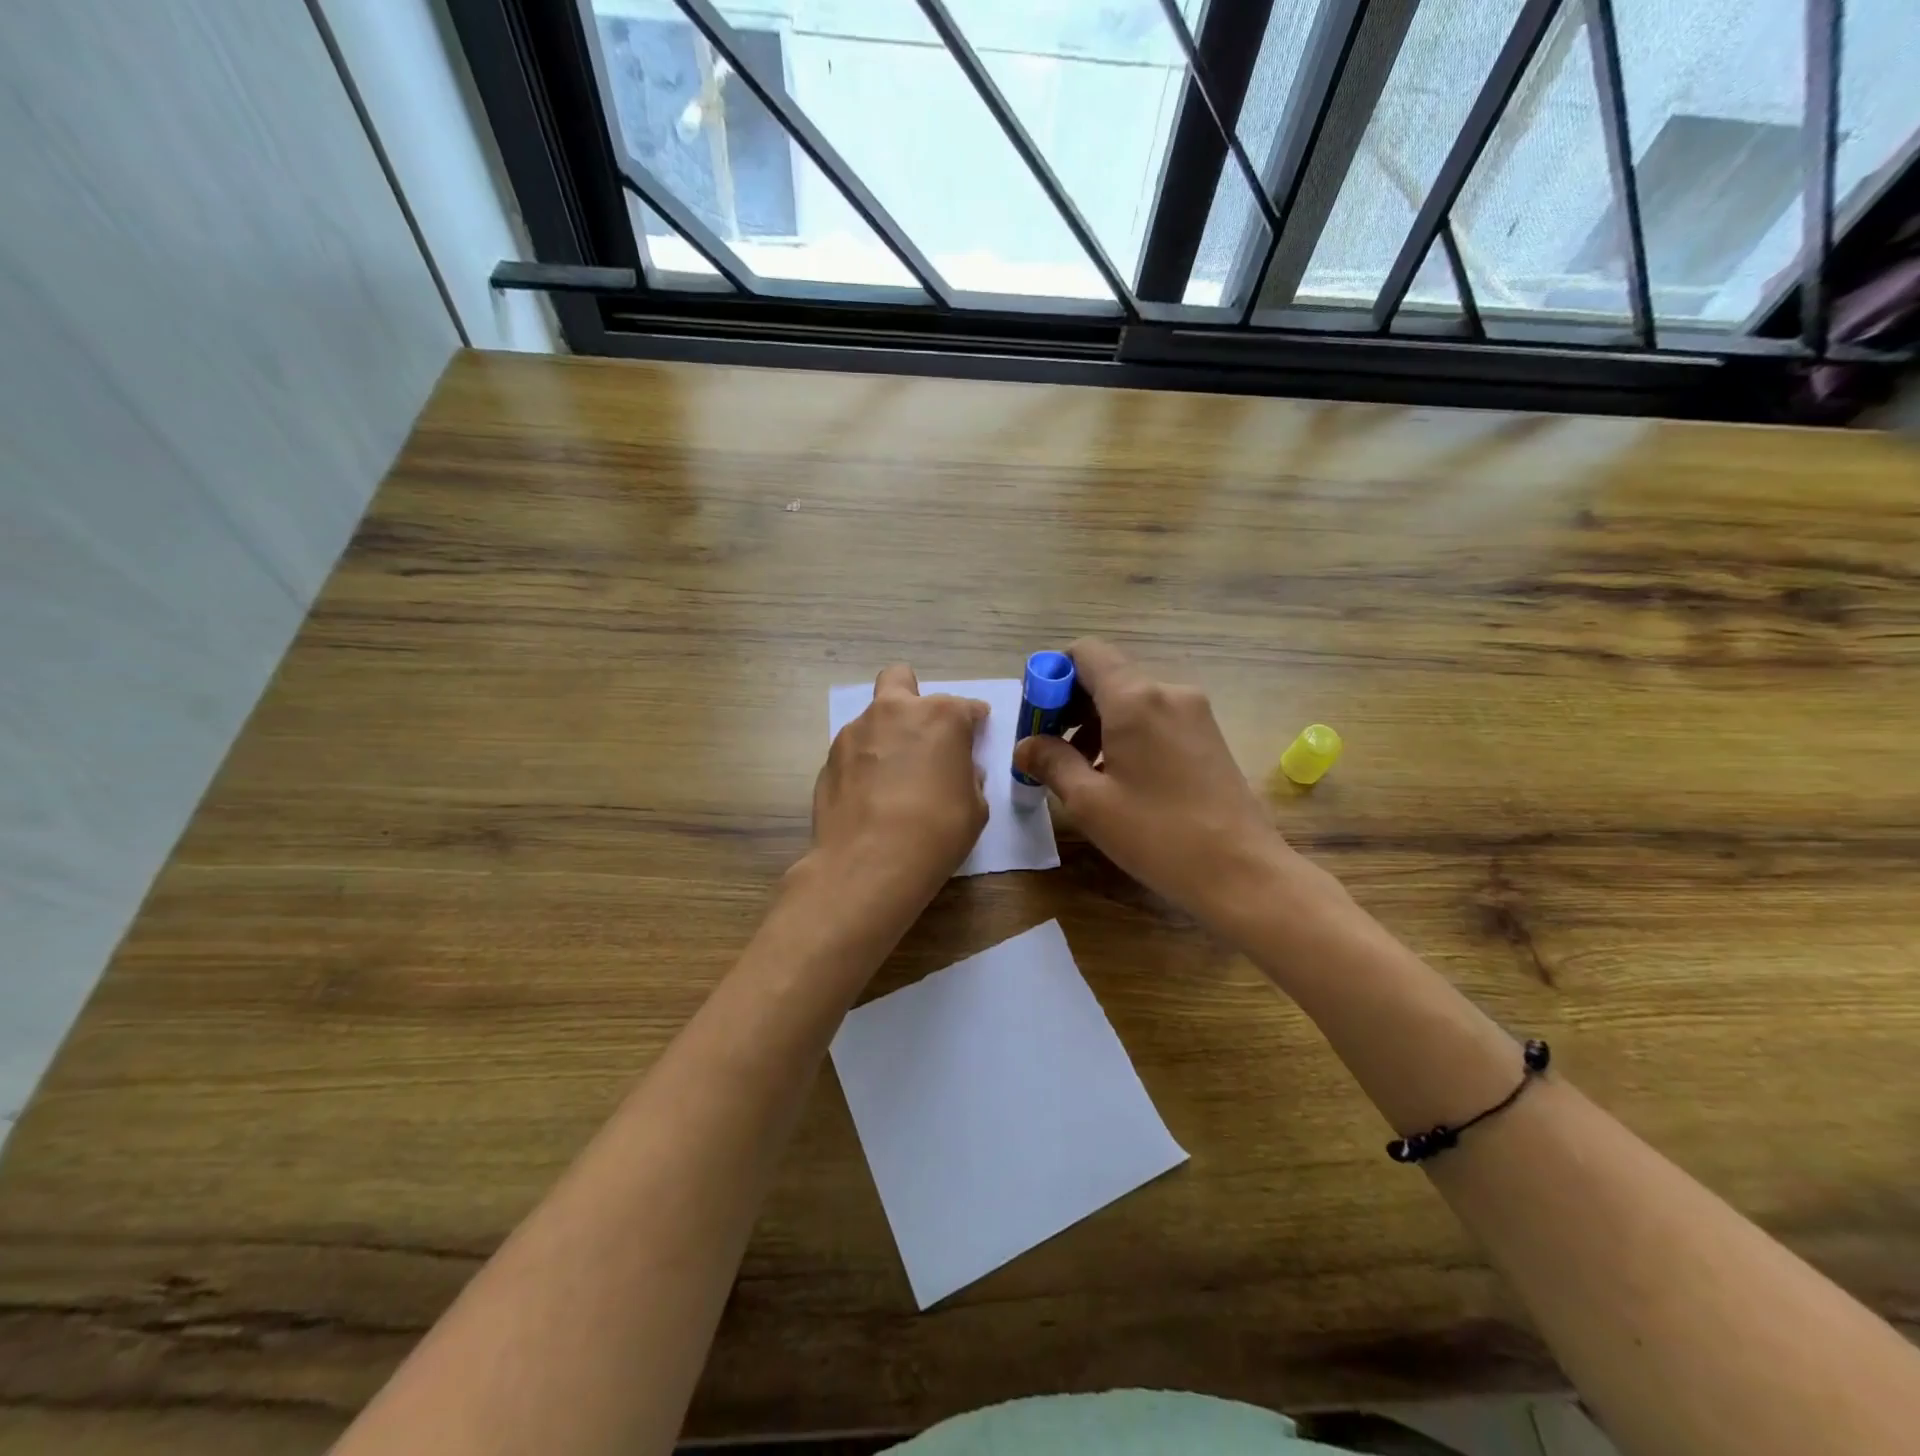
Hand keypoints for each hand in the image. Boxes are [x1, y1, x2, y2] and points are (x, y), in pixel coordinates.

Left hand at [809, 664, 988, 910]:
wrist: (867, 864)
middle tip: (922, 734)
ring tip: (892, 778)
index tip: (975, 736)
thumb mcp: (974, 808)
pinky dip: (864, 764)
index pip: (966, 706)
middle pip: (901, 679)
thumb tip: (958, 770)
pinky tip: (870, 797)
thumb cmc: (936, 832)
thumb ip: (968, 777)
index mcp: (940, 716)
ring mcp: (855, 732)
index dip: (973, 722)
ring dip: (886, 735)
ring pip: (873, 717)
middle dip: (913, 697)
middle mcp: (894, 711)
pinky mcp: (828, 758)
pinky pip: (854, 751)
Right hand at [1012, 639, 1290, 929]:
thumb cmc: (1157, 835)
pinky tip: (1119, 776)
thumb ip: (1050, 762)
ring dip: (1097, 722)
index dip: (1053, 675)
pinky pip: (1154, 717)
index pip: (1085, 653)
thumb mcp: (1090, 802)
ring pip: (1131, 699)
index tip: (1038, 717)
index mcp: (1135, 699)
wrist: (1241, 871)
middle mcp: (1167, 691)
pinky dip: (1126, 733)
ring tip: (1082, 770)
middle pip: (1107, 675)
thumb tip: (1025, 745)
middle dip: (1070, 705)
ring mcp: (1194, 712)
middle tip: (1050, 749)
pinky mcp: (1208, 734)